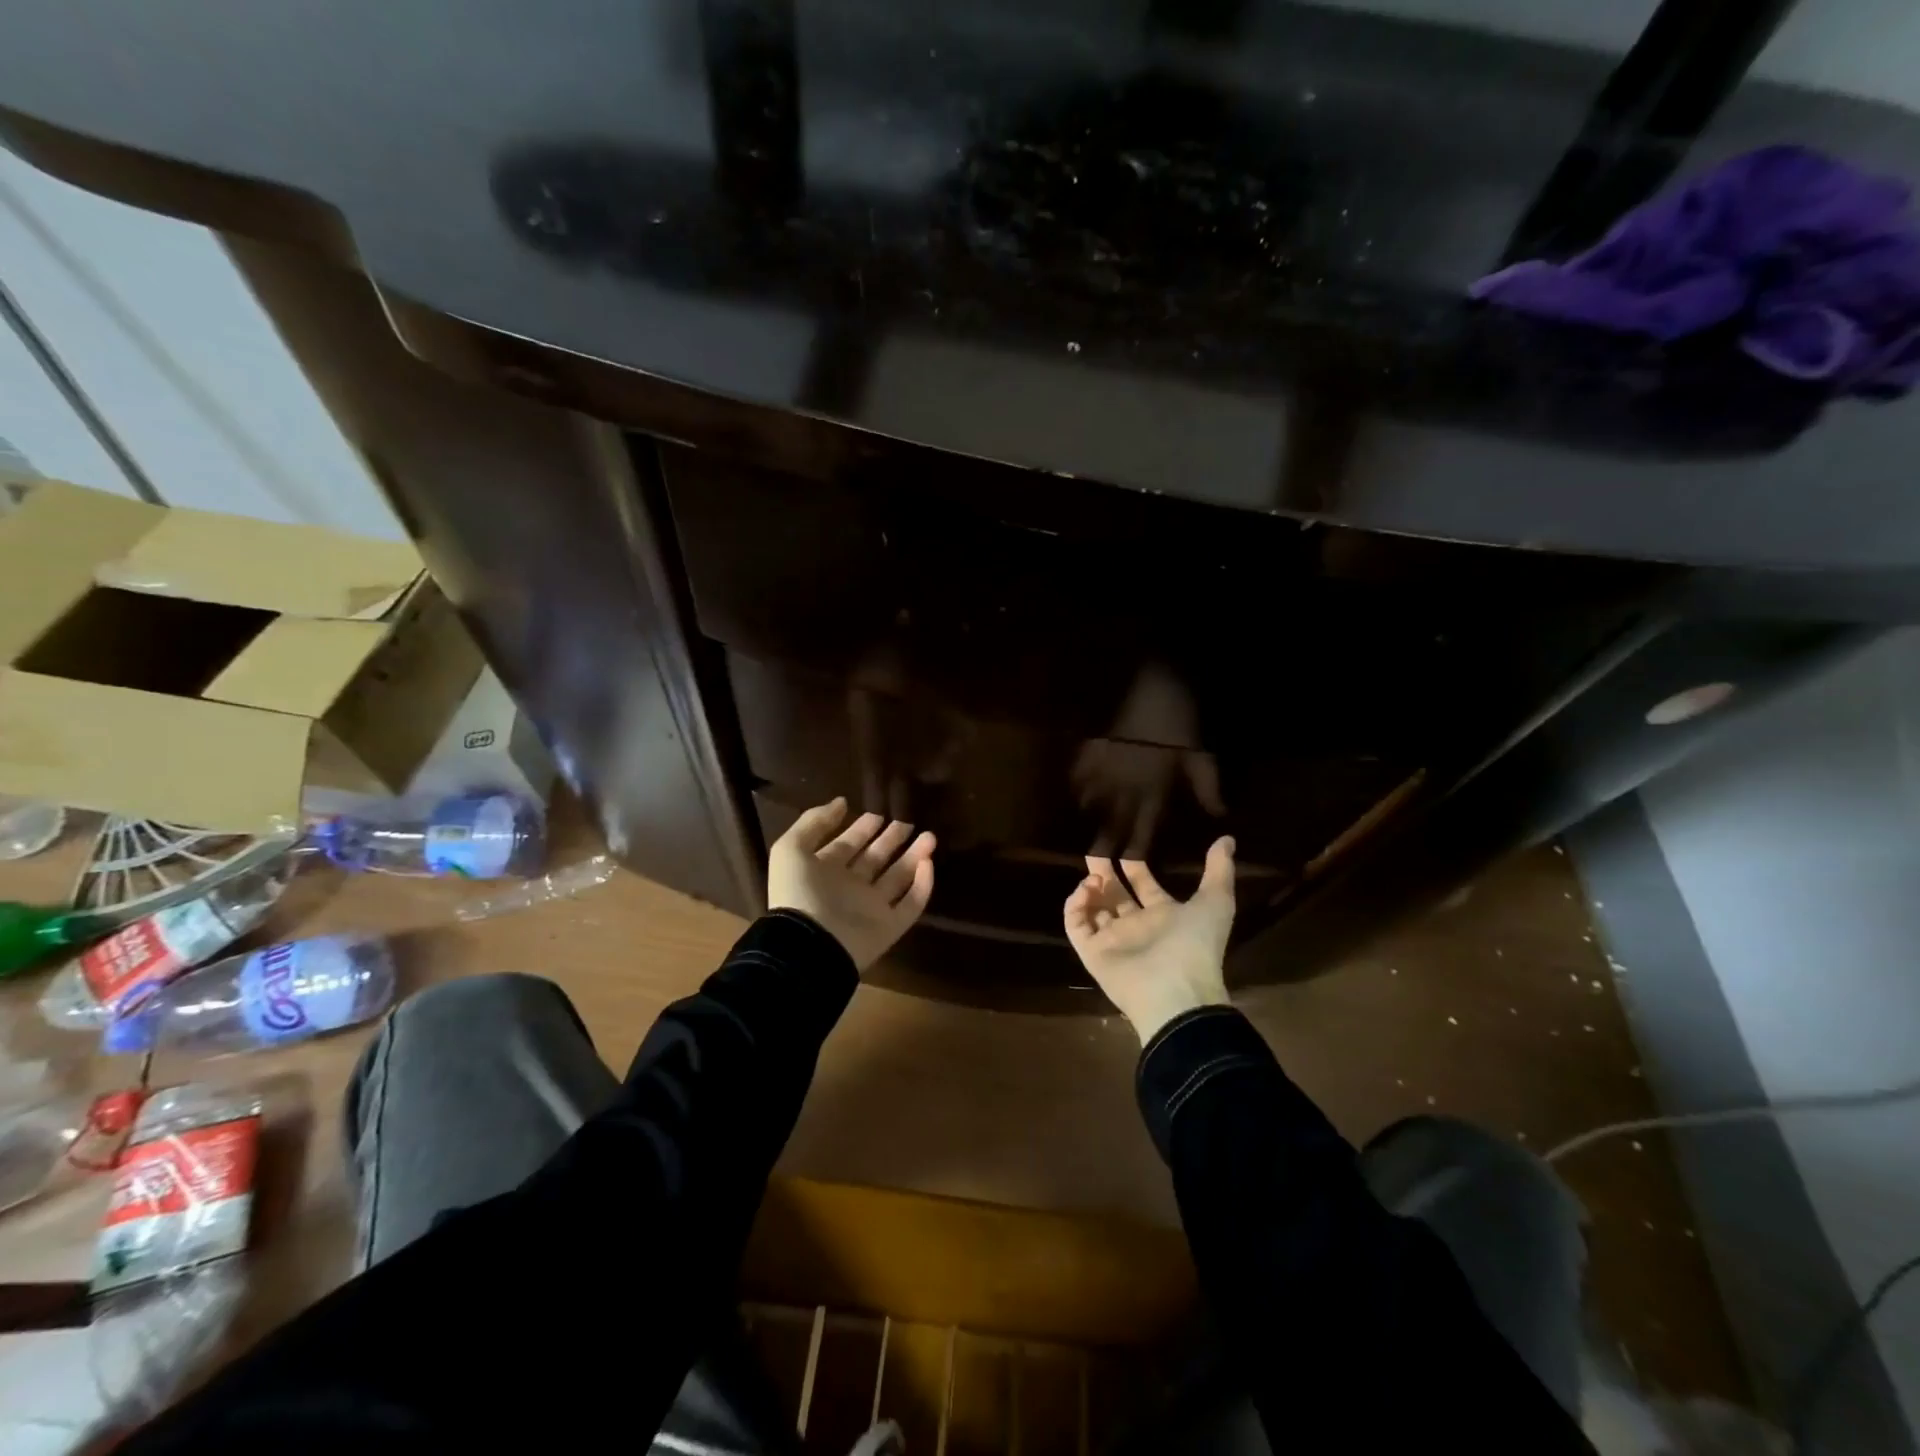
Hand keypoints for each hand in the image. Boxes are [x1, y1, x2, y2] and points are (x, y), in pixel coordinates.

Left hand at [768, 799, 935, 971]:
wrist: (810, 944)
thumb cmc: (799, 892)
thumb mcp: (791, 848)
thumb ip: (813, 822)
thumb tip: (841, 802)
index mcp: (824, 871)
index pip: (847, 845)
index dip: (862, 829)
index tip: (878, 814)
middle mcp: (849, 888)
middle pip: (875, 859)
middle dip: (890, 840)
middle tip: (907, 823)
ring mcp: (871, 908)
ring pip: (898, 878)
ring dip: (914, 856)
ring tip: (930, 836)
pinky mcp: (890, 926)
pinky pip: (911, 904)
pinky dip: (923, 885)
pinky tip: (929, 863)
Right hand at [1063, 838, 1235, 1043]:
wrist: (1175, 990)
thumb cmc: (1195, 944)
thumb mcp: (1215, 902)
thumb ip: (1219, 870)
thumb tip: (1227, 839)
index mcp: (1164, 915)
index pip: (1144, 886)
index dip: (1135, 866)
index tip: (1125, 844)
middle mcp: (1136, 926)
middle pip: (1115, 894)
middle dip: (1105, 872)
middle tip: (1094, 848)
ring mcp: (1112, 939)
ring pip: (1093, 908)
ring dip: (1090, 888)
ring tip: (1093, 875)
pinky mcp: (1092, 951)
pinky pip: (1076, 924)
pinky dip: (1075, 906)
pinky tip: (1085, 889)